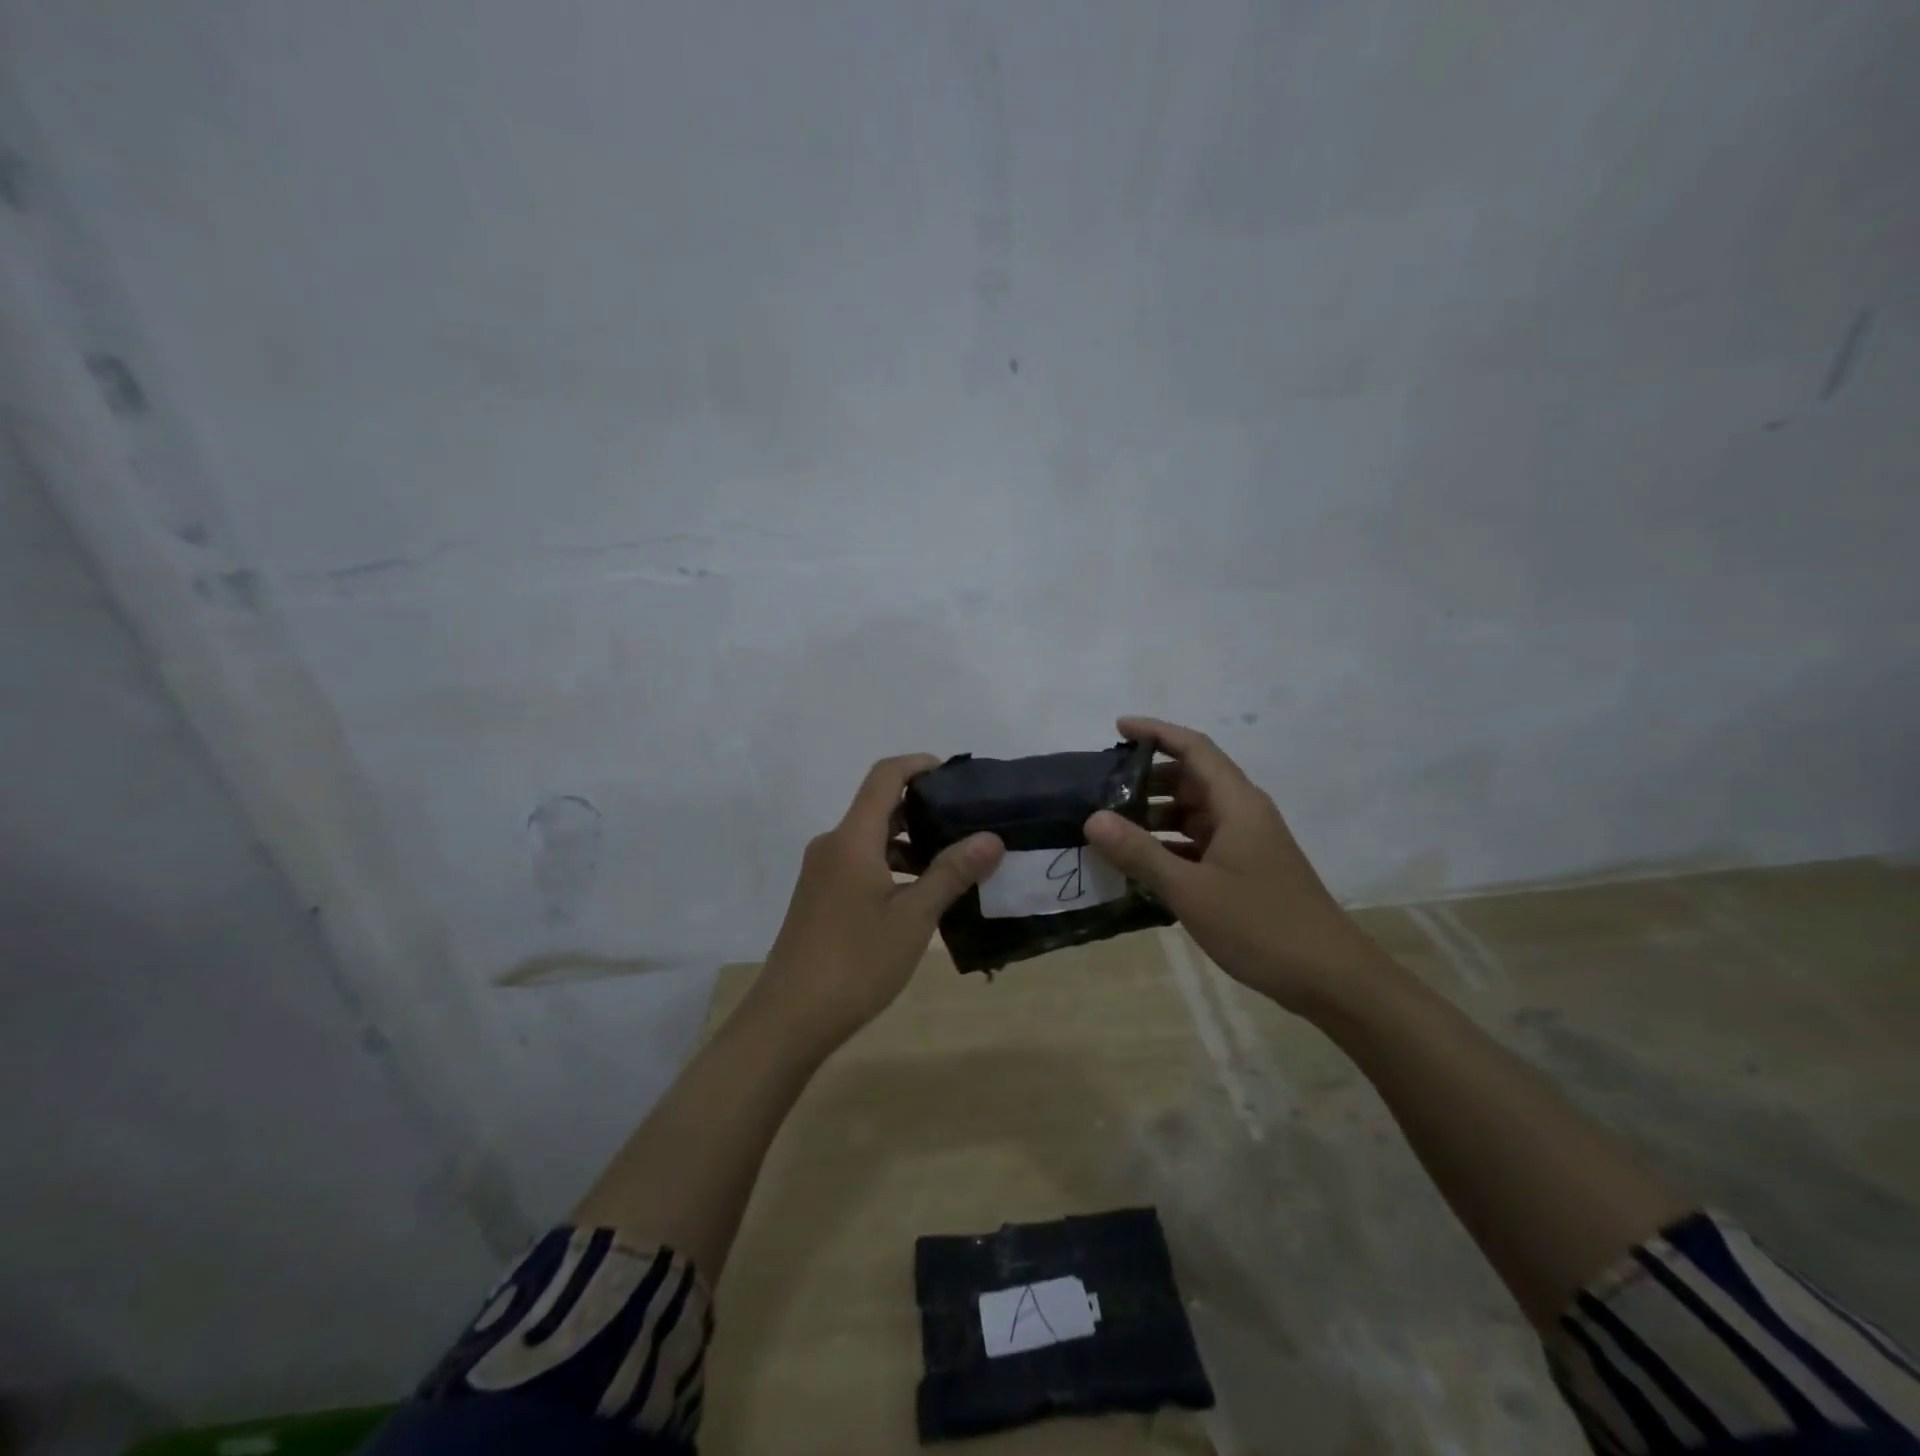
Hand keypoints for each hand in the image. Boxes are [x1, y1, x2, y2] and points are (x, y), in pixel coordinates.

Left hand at [753, 754, 1002, 1046]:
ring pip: (871, 839)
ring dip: (909, 844)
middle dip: (923, 809)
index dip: (919, 765)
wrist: (789, 1018)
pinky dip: (891, 867)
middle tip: (968, 825)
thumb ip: (951, 872)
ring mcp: (822, 872)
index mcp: (852, 838)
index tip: (956, 776)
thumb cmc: (856, 962)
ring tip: (953, 865)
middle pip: (879, 806)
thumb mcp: (913, 918)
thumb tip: (991, 837)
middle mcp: (833, 844)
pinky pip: (860, 863)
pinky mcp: (820, 896)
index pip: (885, 776)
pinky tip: (920, 896)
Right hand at [1084, 716, 1382, 1013]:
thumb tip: (1092, 818)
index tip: (1117, 727)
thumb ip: (1140, 852)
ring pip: (1194, 813)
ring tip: (1111, 828)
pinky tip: (1141, 865)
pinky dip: (1171, 846)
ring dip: (1156, 816)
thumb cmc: (1260, 925)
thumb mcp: (1190, 889)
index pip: (1193, 748)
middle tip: (1101, 791)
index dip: (1155, 732)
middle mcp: (1243, 813)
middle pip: (1191, 779)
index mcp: (1237, 804)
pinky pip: (1200, 843)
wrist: (1330, 977)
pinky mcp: (1246, 870)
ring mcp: (1247, 843)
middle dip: (1147, 779)